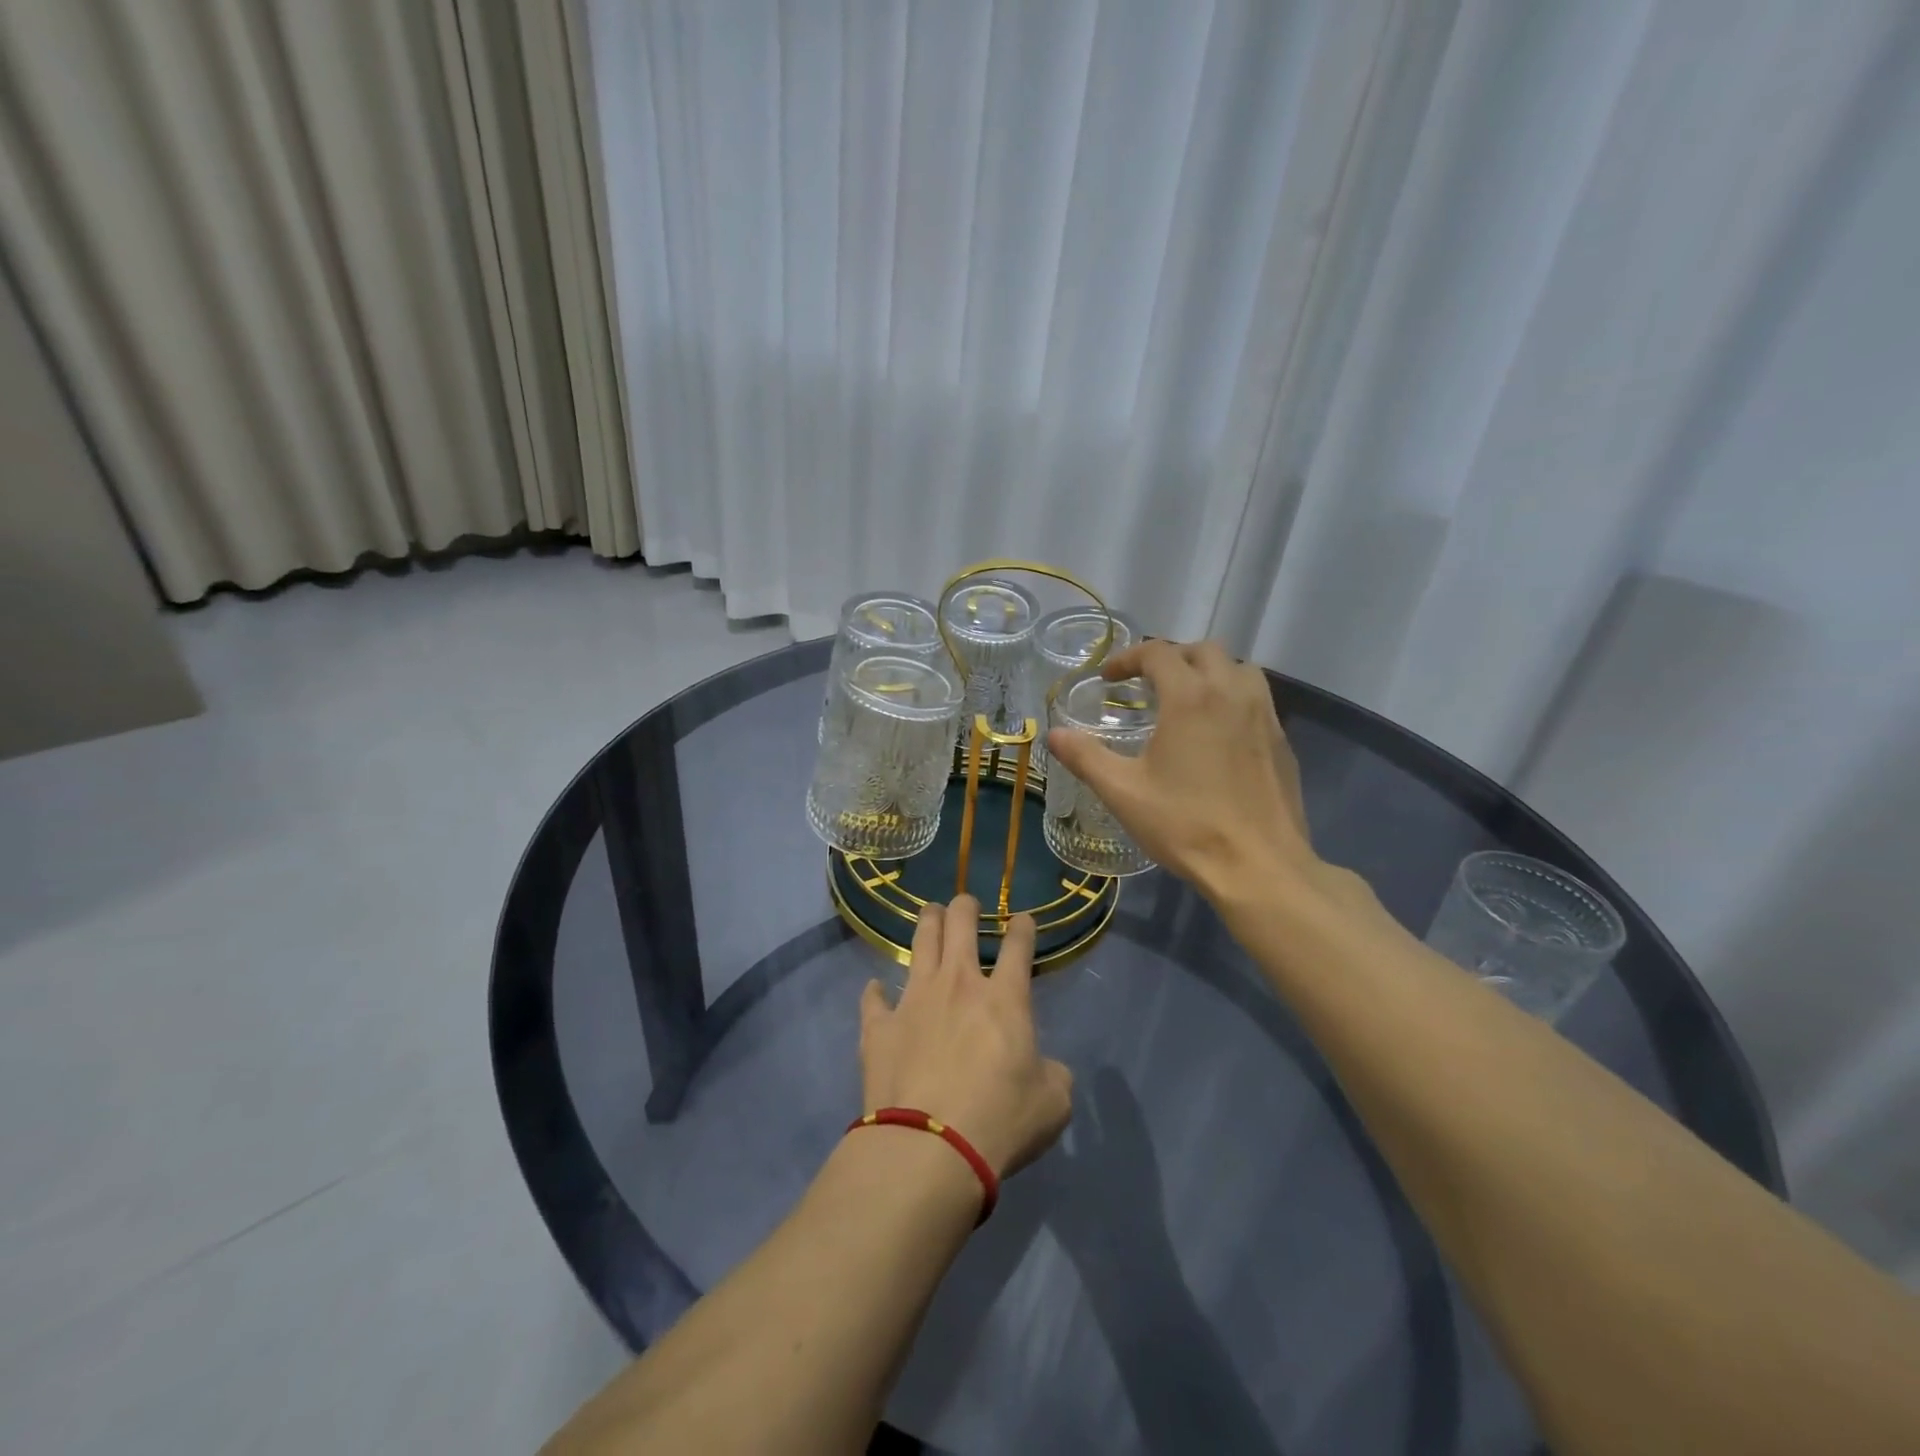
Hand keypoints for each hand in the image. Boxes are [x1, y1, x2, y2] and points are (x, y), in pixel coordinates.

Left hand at [858, 896, 1072, 1178]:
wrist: (929, 1147)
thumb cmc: (1000, 1121)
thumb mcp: (1052, 1104)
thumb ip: (1053, 1076)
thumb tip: (1047, 1070)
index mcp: (1004, 999)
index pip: (1018, 947)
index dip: (1023, 927)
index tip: (1023, 919)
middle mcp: (958, 985)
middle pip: (960, 925)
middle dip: (965, 906)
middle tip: (966, 904)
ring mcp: (914, 1000)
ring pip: (920, 943)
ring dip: (927, 923)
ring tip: (930, 914)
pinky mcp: (880, 1027)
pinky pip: (874, 1000)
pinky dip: (875, 993)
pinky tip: (875, 988)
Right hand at [1047, 639, 1315, 903]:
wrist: (1258, 866)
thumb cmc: (1185, 825)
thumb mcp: (1123, 792)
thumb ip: (1085, 757)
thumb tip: (1054, 734)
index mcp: (1190, 697)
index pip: (1158, 653)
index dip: (1128, 658)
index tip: (1109, 679)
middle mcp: (1231, 693)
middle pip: (1203, 650)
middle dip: (1171, 657)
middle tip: (1147, 684)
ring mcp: (1265, 715)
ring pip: (1239, 668)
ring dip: (1209, 671)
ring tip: (1187, 698)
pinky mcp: (1283, 741)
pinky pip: (1258, 699)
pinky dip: (1233, 697)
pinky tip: (1219, 733)